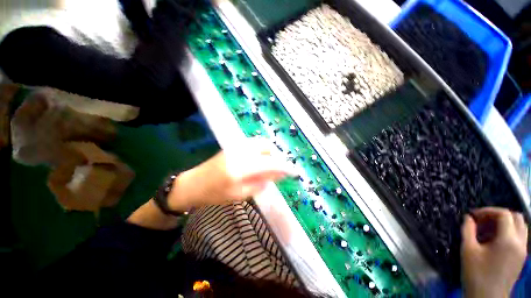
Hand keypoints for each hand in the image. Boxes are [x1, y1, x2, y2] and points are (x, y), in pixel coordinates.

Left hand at [168, 138, 295, 211]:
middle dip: (276, 156)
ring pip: (260, 142)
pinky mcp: (233, 145)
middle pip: (267, 146)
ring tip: (268, 165)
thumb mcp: (239, 194)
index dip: (284, 167)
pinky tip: (258, 160)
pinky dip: (260, 150)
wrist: (193, 184)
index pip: (270, 163)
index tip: (294, 172)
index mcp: (241, 167)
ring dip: (269, 152)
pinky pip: (253, 143)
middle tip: (277, 169)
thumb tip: (278, 175)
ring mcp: (236, 145)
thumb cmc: (214, 194)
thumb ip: (261, 183)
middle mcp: (240, 151)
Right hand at [461, 207, 527, 297]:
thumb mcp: (468, 250)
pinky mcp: (521, 257)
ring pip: (520, 226)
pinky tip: (495, 241)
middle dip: (498, 215)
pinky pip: (519, 236)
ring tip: (488, 230)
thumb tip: (468, 218)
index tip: (473, 215)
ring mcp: (523, 250)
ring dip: (505, 223)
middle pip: (516, 217)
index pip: (504, 214)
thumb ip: (468, 230)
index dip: (488, 211)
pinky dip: (509, 232)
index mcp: (508, 240)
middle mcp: (520, 242)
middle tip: (482, 220)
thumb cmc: (476, 274)